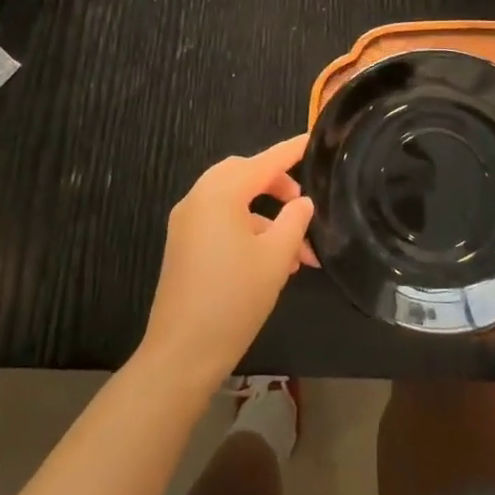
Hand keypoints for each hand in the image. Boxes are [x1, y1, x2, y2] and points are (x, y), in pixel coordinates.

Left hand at [138, 136, 314, 393]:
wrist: (181, 354)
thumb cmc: (233, 300)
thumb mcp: (275, 258)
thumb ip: (294, 221)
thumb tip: (303, 202)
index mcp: (221, 193)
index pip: (265, 161)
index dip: (291, 151)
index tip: (313, 140)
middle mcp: (199, 198)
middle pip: (244, 174)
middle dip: (276, 185)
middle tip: (303, 205)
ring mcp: (187, 222)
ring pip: (233, 201)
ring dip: (265, 216)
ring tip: (296, 252)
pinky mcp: (183, 244)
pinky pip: (220, 220)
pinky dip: (247, 229)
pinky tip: (271, 262)